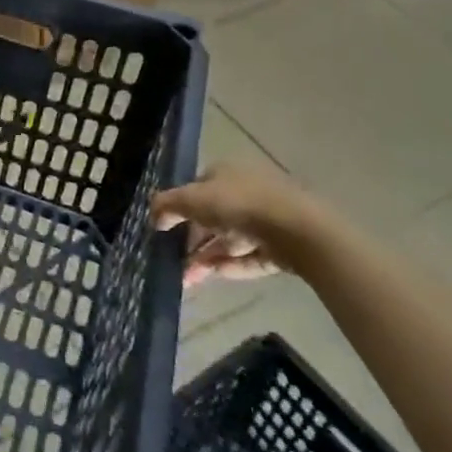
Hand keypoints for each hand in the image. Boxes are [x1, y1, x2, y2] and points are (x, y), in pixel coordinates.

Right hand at [151, 163, 341, 287]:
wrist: (298, 231)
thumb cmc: (239, 204)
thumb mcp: (192, 199)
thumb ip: (167, 205)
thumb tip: (153, 216)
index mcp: (227, 172)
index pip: (197, 189)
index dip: (180, 208)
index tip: (166, 230)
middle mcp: (247, 191)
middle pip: (213, 217)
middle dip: (192, 240)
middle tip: (174, 261)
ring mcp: (267, 220)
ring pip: (230, 240)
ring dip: (207, 257)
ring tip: (188, 279)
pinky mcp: (281, 247)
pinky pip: (249, 257)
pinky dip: (231, 266)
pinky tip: (214, 276)